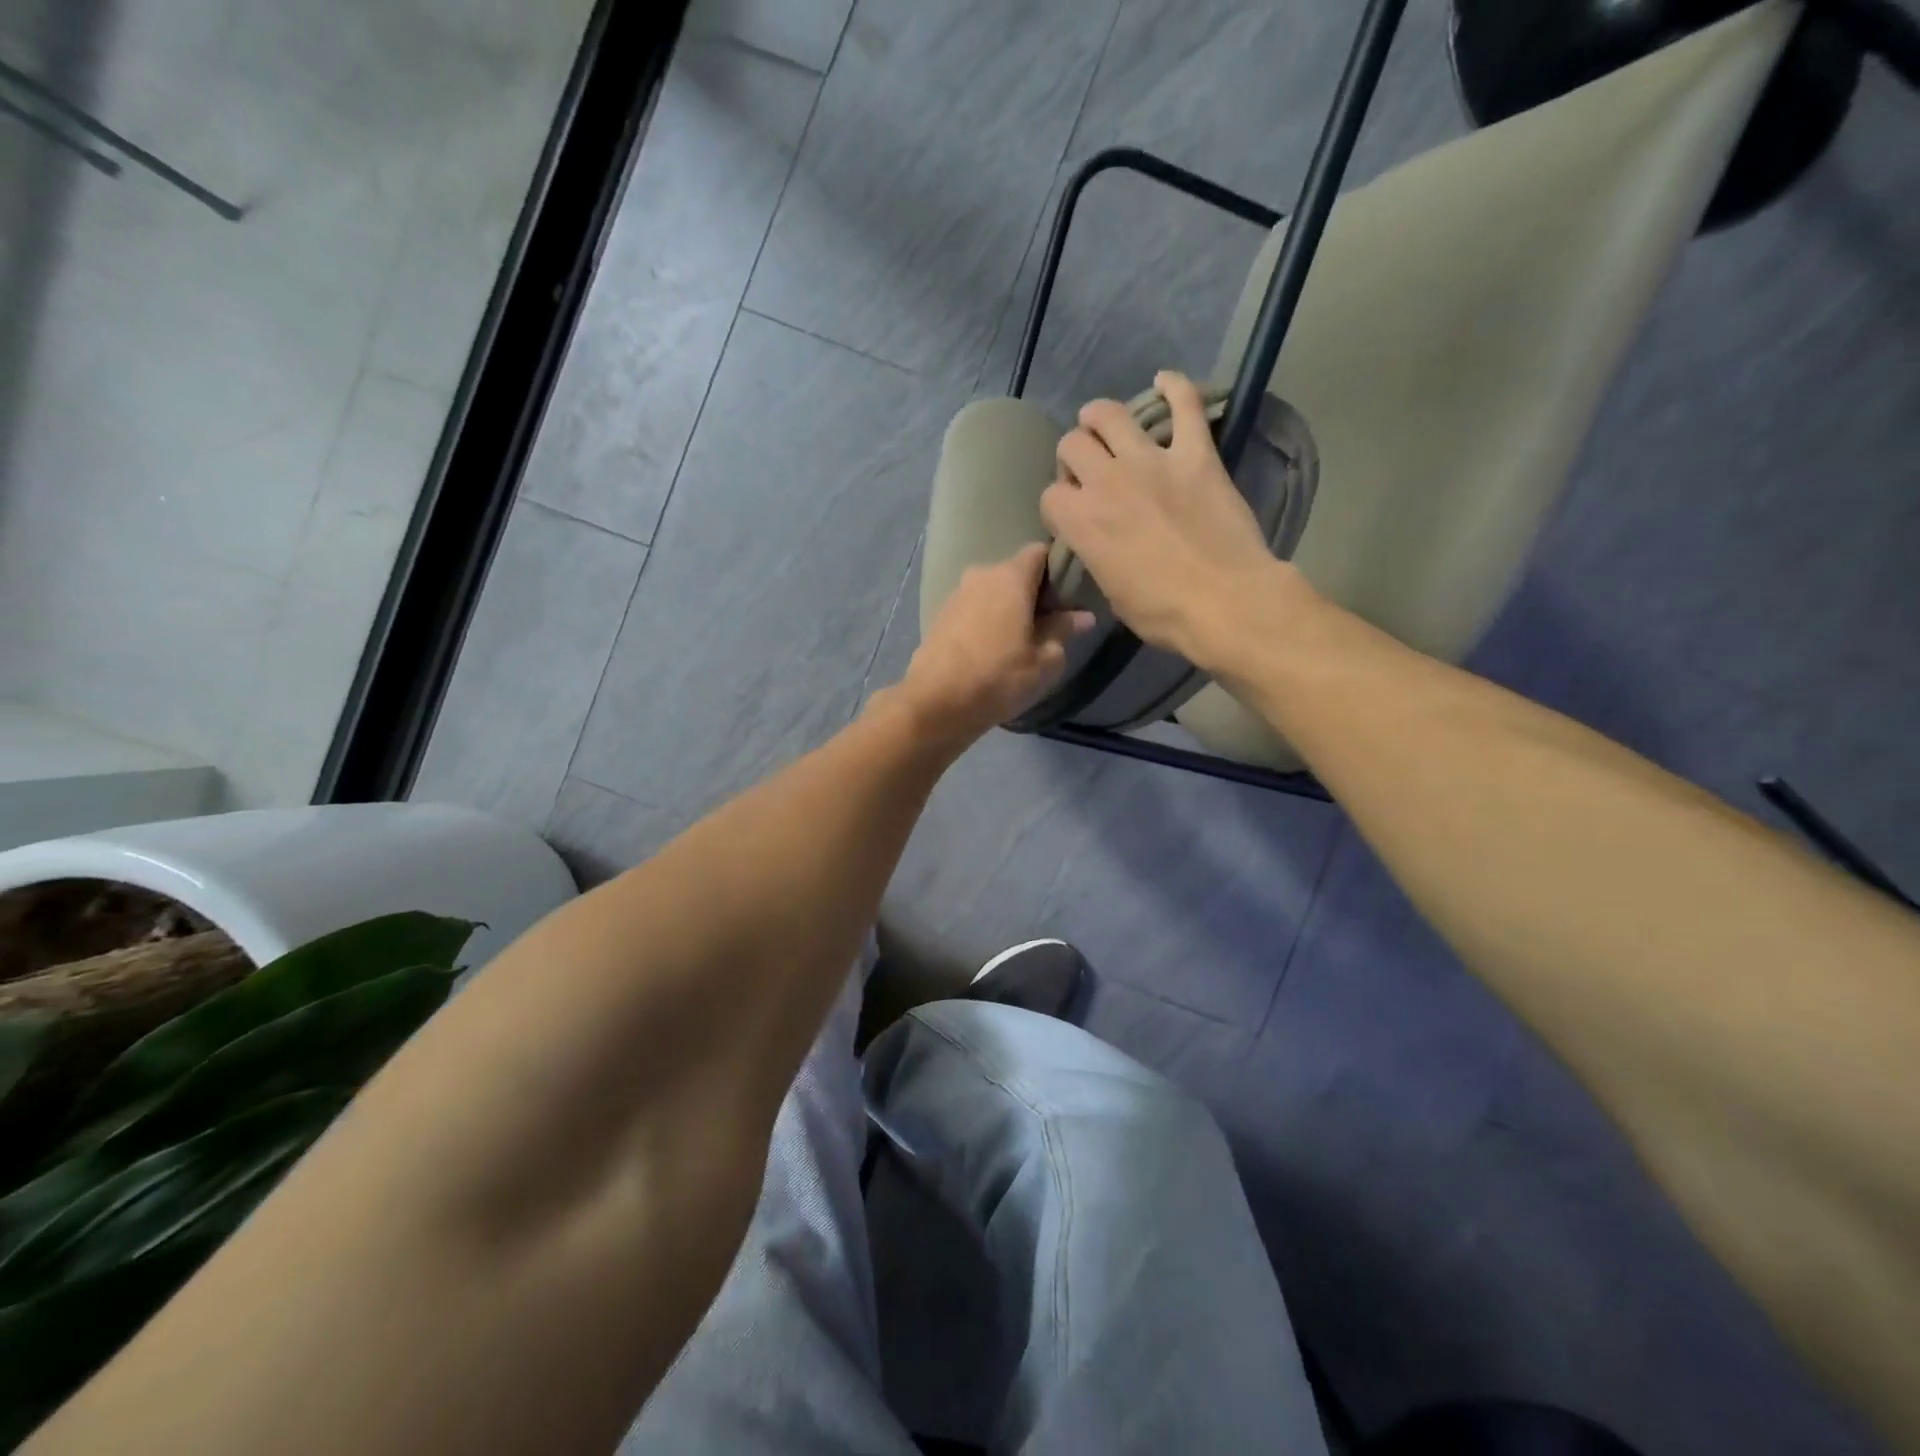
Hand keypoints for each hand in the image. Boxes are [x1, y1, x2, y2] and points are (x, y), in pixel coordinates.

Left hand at [896, 543, 1092, 746]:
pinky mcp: (940, 616)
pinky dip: (986, 621)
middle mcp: (981, 575)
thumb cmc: (999, 677)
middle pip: (1015, 573)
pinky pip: (973, 609)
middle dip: (1033, 593)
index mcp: (1010, 577)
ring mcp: (956, 595)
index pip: (1040, 552)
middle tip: (1049, 624)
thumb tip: (1082, 616)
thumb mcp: (1044, 660)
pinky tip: (992, 650)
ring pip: (992, 592)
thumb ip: (1063, 631)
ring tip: (1020, 641)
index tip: (1069, 595)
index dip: (1057, 568)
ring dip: (1008, 609)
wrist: (935, 702)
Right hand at [1042, 371, 1294, 667]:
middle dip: (1073, 457)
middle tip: (1090, 472)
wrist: (1225, 602)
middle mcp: (1107, 480)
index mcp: (1081, 521)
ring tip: (1104, 424)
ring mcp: (1152, 461)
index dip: (1058, 506)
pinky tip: (1165, 382)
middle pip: (1071, 445)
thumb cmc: (1162, 613)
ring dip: (1100, 416)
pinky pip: (1185, 405)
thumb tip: (1099, 545)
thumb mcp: (1112, 594)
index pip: (1050, 496)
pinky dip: (1174, 387)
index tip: (1071, 517)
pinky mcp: (1196, 454)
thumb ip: (1097, 556)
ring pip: (1109, 414)